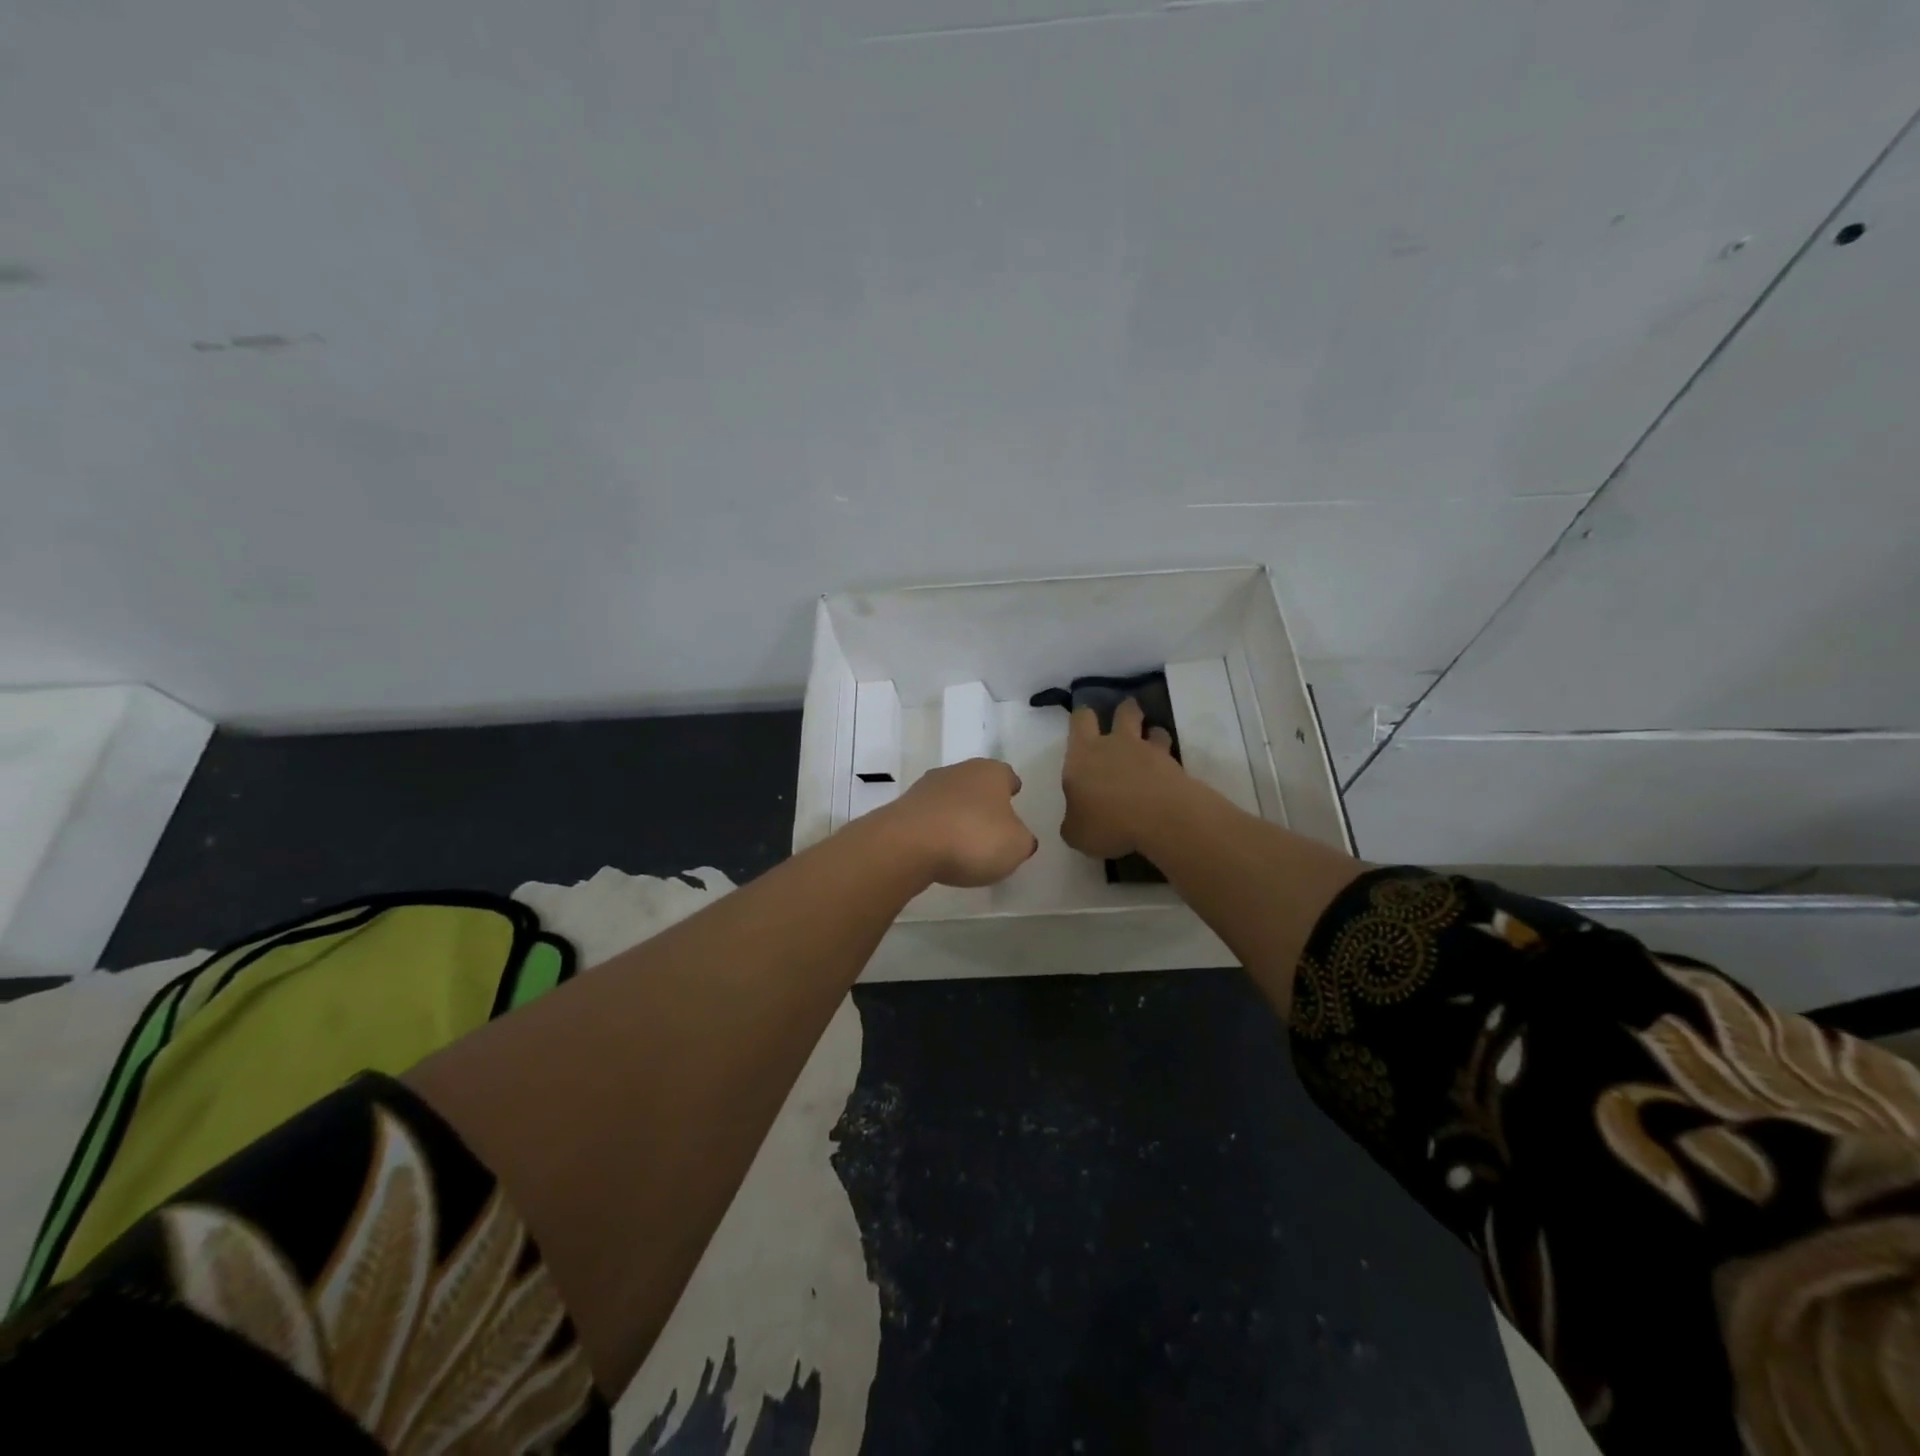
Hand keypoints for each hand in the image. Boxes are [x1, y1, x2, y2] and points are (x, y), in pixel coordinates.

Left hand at [879, 758, 1037, 887]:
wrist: (908, 844)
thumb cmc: (973, 838)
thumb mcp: (1016, 846)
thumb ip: (1022, 839)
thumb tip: (1017, 836)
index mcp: (991, 772)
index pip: (1007, 775)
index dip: (1011, 788)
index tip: (1013, 799)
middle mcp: (958, 771)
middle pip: (976, 783)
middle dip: (983, 801)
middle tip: (991, 825)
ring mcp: (927, 787)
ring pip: (950, 798)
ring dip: (957, 814)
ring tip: (964, 841)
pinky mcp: (904, 808)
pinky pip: (929, 817)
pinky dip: (936, 829)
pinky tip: (939, 849)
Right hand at [1060, 699, 1188, 860]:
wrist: (1161, 819)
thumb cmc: (1108, 823)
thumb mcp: (1076, 833)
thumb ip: (1074, 820)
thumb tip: (1077, 820)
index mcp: (1083, 755)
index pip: (1080, 720)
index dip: (1082, 717)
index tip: (1085, 719)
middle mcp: (1115, 744)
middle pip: (1124, 712)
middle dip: (1124, 711)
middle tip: (1125, 718)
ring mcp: (1148, 752)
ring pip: (1153, 729)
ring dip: (1152, 733)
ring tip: (1151, 745)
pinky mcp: (1175, 766)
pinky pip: (1170, 755)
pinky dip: (1168, 761)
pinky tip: (1166, 774)